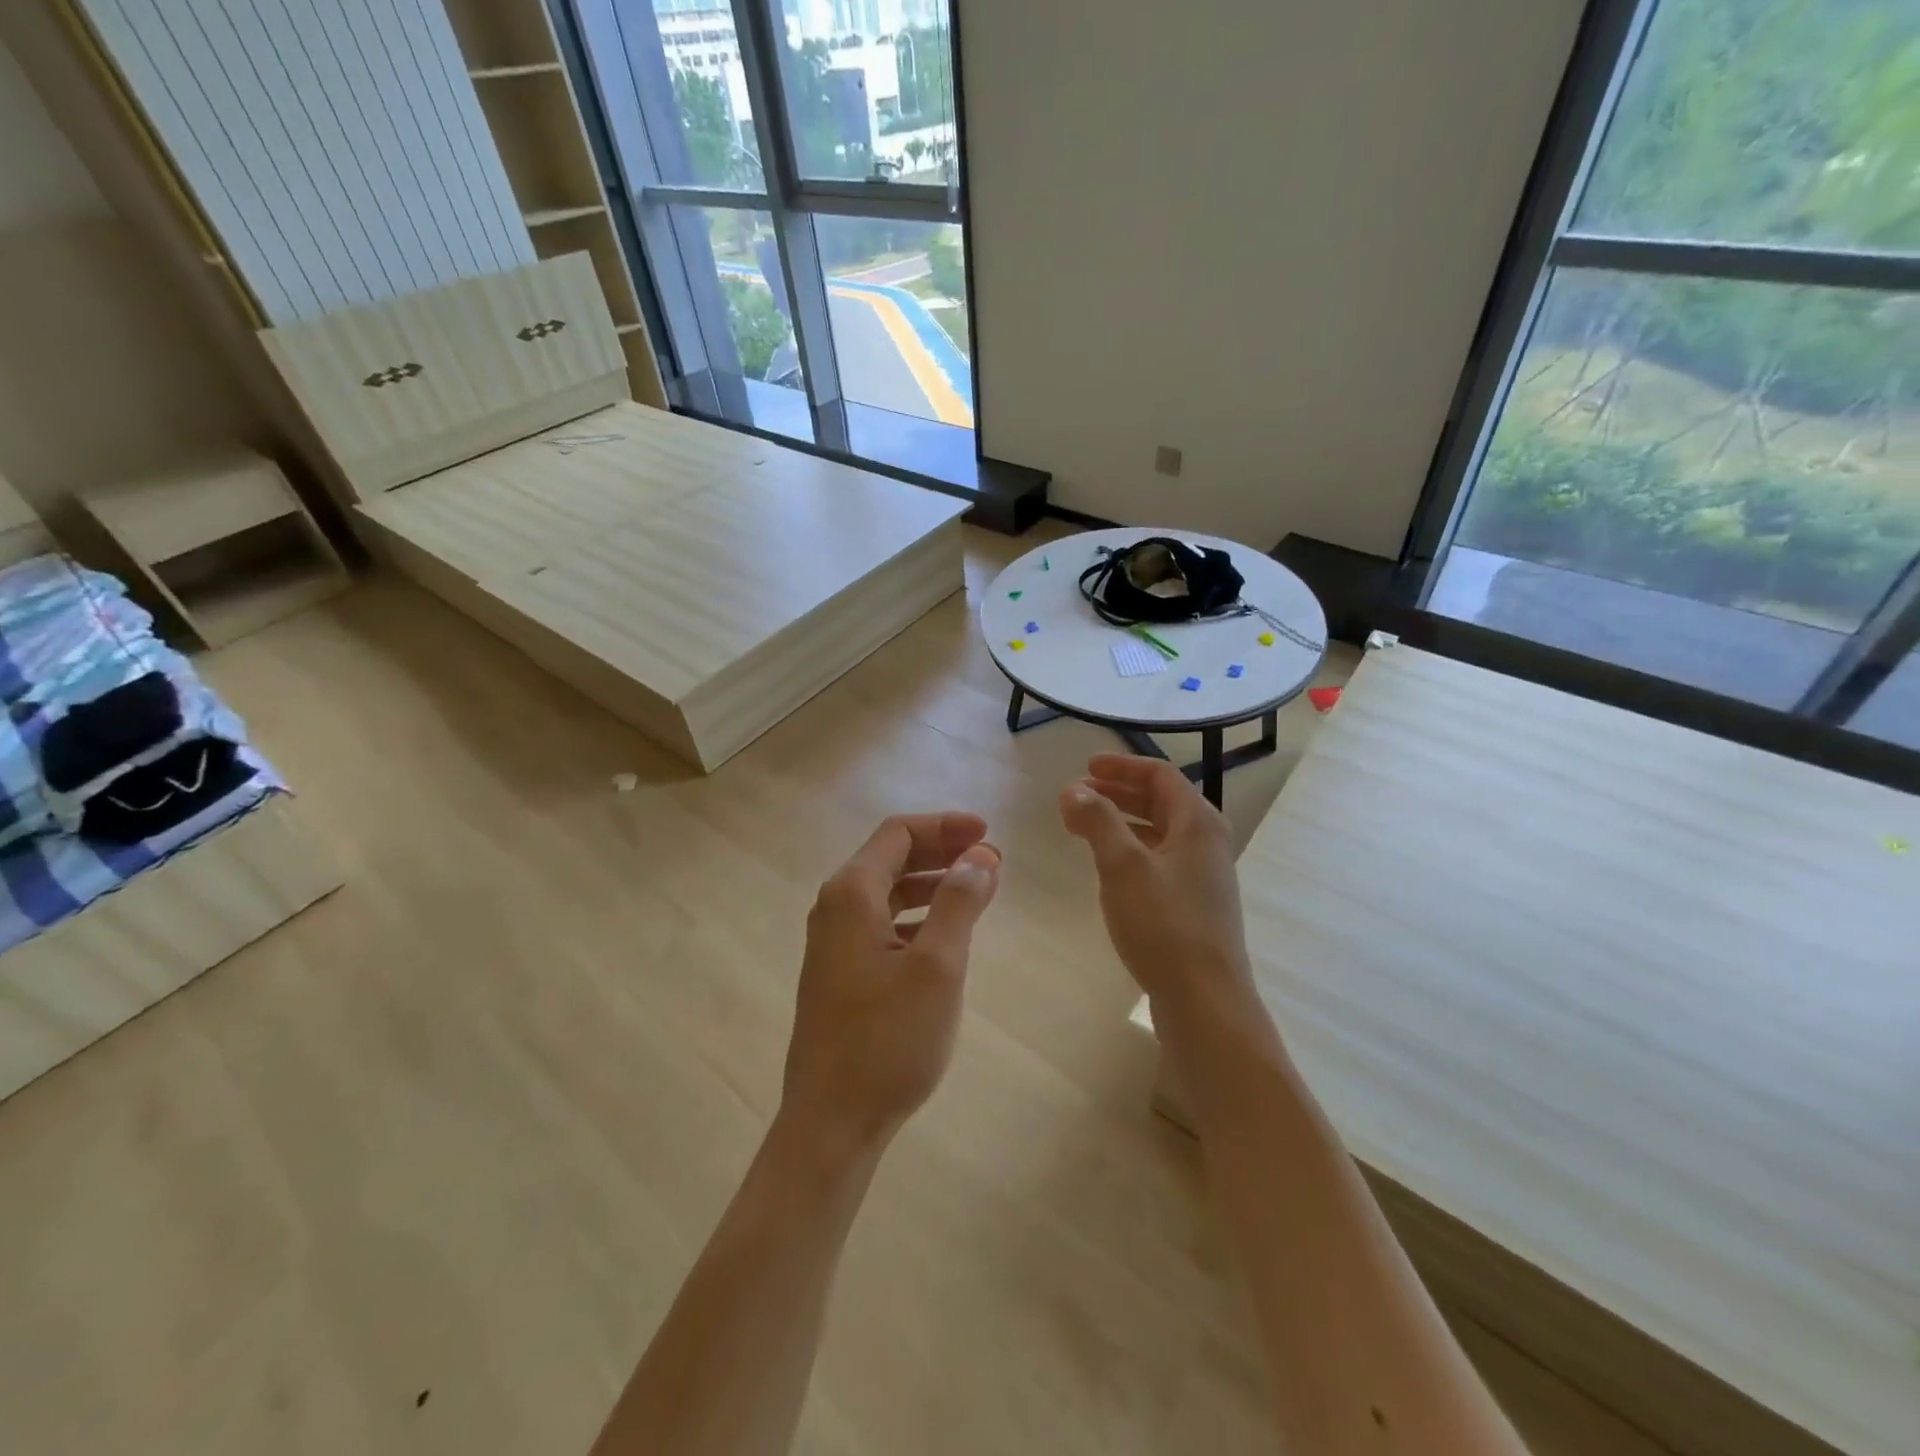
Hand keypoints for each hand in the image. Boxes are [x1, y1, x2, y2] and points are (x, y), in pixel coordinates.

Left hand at [781, 813, 1000, 1160]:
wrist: (832, 1123)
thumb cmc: (887, 1041)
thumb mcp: (937, 967)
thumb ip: (960, 902)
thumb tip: (980, 855)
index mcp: (851, 894)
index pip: (898, 833)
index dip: (945, 826)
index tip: (987, 834)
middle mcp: (835, 908)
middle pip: (891, 858)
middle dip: (941, 851)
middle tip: (990, 860)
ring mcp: (833, 942)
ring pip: (887, 892)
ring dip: (932, 884)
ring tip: (977, 892)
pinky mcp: (840, 971)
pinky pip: (882, 923)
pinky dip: (917, 915)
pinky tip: (945, 934)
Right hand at [1059, 754, 1253, 1010]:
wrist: (1204, 1000)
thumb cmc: (1164, 924)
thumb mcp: (1123, 865)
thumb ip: (1098, 820)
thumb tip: (1073, 789)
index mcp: (1198, 823)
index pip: (1160, 776)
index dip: (1122, 766)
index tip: (1086, 767)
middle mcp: (1207, 843)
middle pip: (1162, 802)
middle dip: (1119, 793)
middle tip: (1079, 795)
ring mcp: (1203, 877)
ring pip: (1160, 833)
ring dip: (1123, 822)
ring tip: (1086, 827)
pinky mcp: (1194, 906)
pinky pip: (1160, 861)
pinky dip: (1132, 851)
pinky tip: (1109, 869)